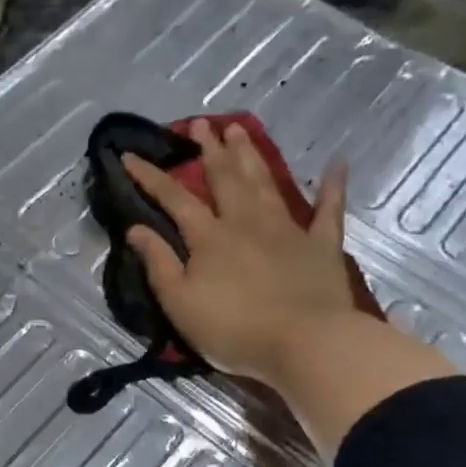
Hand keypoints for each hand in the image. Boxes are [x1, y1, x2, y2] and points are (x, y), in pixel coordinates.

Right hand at [123, 121, 452, 454]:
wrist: (305, 343)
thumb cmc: (233, 329)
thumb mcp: (180, 303)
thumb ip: (158, 263)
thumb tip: (135, 228)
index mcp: (209, 237)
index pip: (173, 199)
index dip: (150, 176)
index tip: (128, 155)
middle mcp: (246, 222)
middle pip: (225, 178)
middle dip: (209, 150)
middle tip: (201, 123)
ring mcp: (287, 230)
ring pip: (264, 183)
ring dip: (250, 155)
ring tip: (239, 129)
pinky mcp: (322, 246)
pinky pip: (329, 209)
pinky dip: (333, 185)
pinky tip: (337, 163)